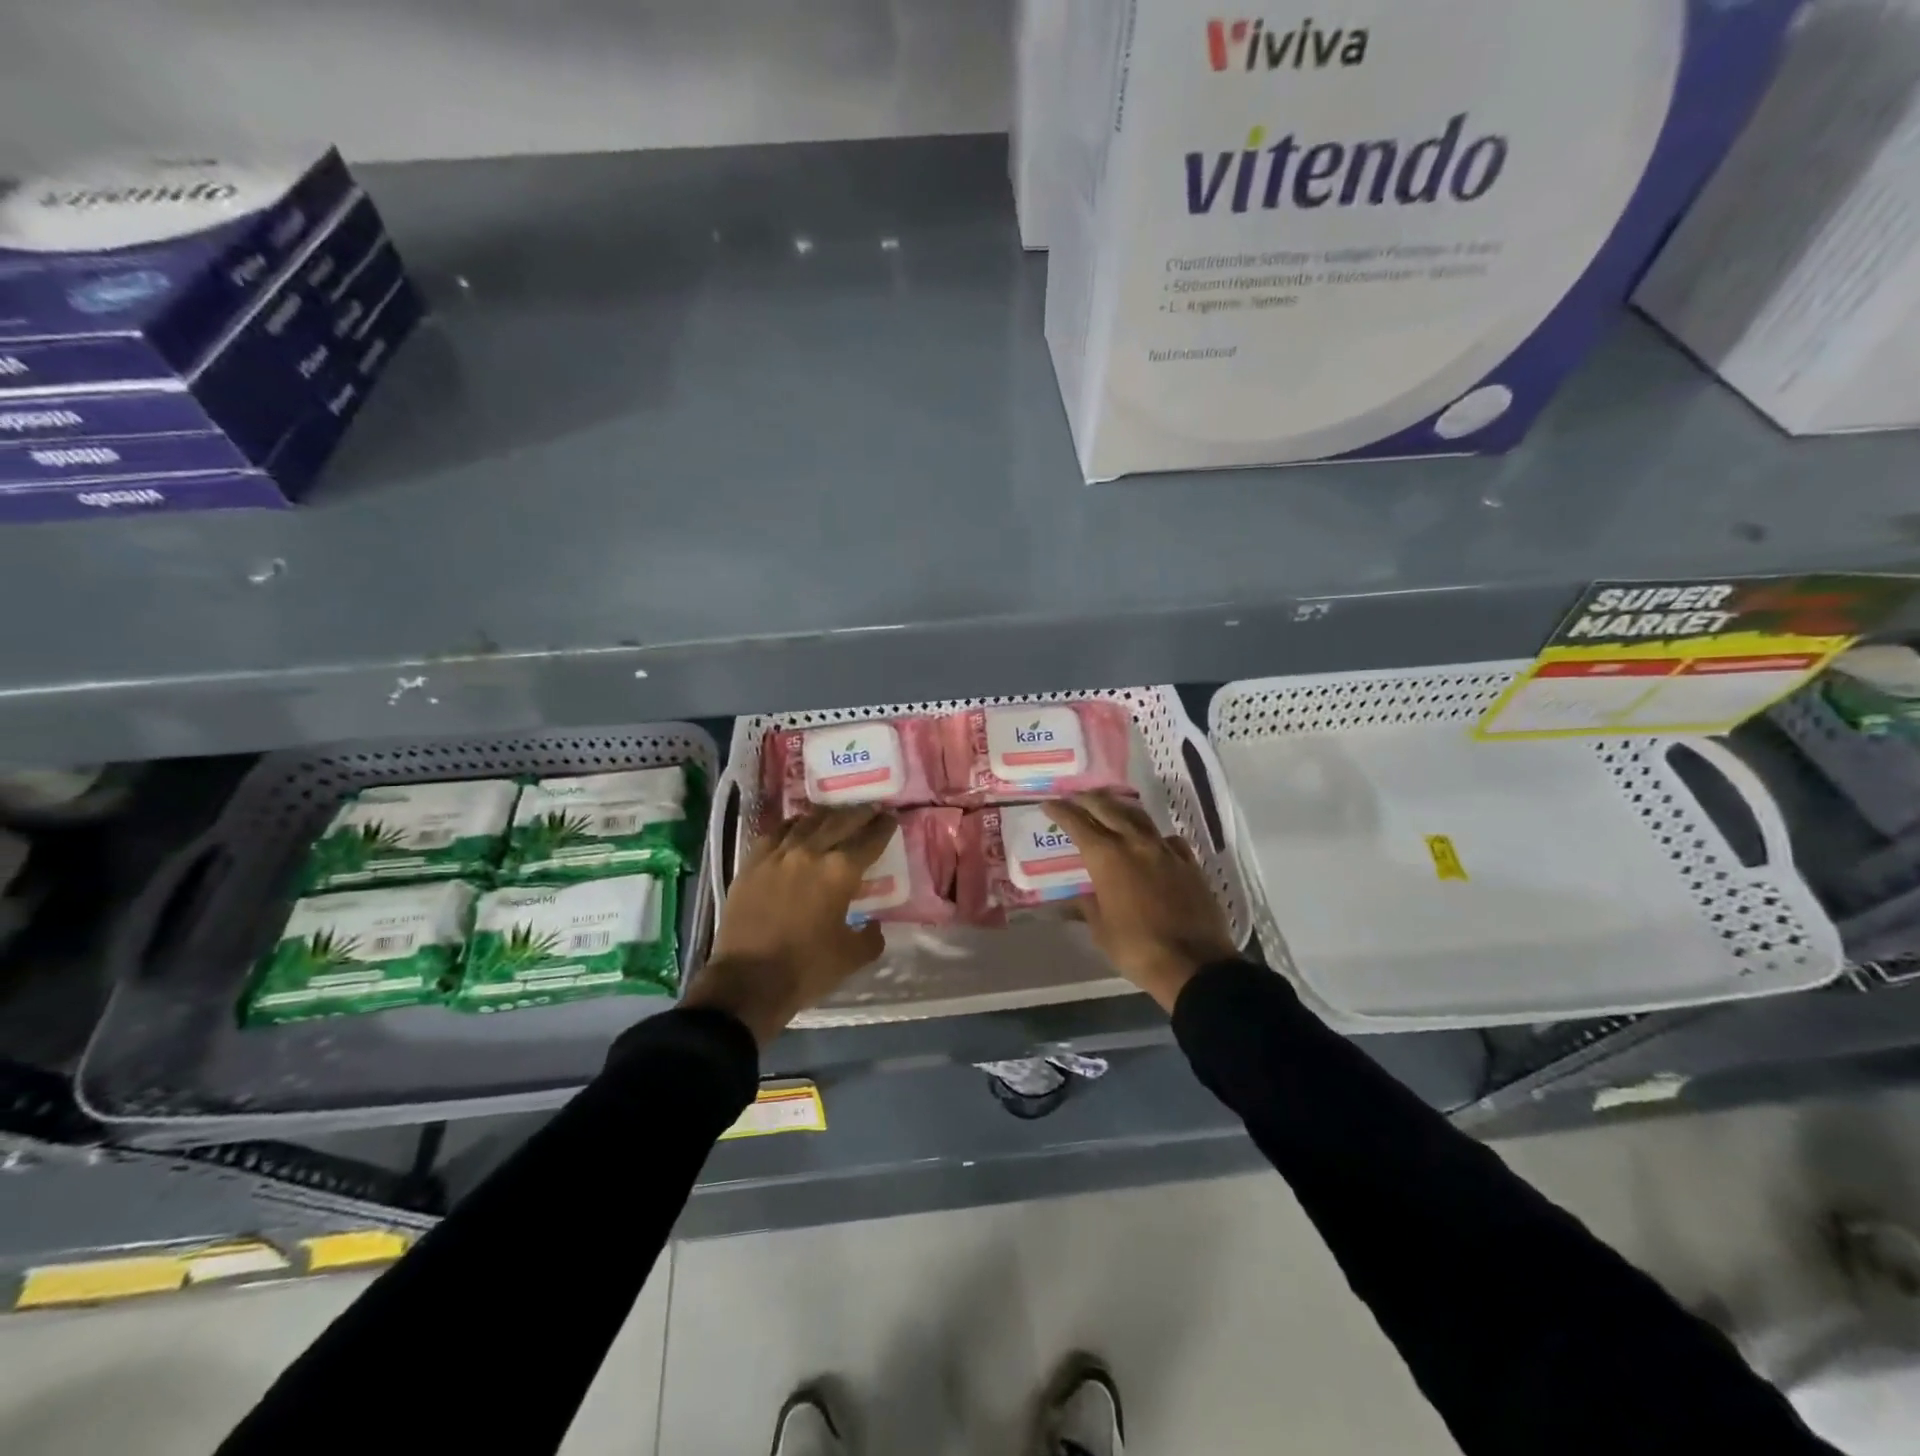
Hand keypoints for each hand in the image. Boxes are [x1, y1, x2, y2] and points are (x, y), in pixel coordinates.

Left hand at [682, 805, 894, 1045]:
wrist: (747, 981)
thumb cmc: (806, 969)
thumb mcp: (852, 957)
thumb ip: (870, 936)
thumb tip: (873, 925)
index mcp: (840, 871)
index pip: (869, 840)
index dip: (883, 828)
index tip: (891, 818)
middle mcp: (810, 852)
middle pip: (839, 821)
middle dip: (859, 813)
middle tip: (870, 808)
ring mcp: (777, 854)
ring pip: (806, 822)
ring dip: (825, 815)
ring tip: (835, 813)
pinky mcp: (752, 863)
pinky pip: (775, 834)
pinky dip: (791, 827)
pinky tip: (795, 828)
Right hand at [1048, 792, 1237, 1012]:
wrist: (1194, 964)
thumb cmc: (1137, 948)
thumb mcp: (1101, 930)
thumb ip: (1088, 906)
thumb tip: (1079, 897)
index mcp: (1107, 858)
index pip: (1078, 824)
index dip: (1061, 811)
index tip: (1049, 803)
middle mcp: (1135, 844)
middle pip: (1108, 809)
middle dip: (1088, 800)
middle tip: (1074, 797)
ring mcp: (1165, 850)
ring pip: (1139, 816)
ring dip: (1119, 807)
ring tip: (1108, 806)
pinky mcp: (1189, 863)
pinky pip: (1167, 838)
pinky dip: (1152, 834)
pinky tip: (1151, 840)